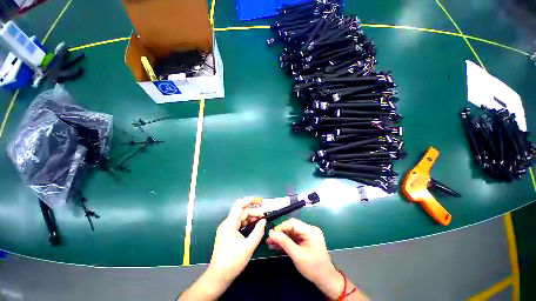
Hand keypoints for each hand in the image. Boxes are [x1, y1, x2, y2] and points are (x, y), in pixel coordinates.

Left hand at [208, 197, 266, 284]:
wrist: (219, 277)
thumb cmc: (232, 262)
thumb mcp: (248, 247)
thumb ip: (258, 232)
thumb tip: (264, 220)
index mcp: (229, 224)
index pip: (239, 205)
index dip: (250, 200)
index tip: (260, 201)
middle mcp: (228, 223)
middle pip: (242, 212)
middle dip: (254, 211)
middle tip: (265, 215)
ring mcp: (228, 228)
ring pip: (242, 217)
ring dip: (252, 217)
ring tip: (262, 220)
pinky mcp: (230, 234)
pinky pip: (240, 224)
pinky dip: (248, 223)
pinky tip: (256, 225)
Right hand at [266, 218, 343, 298]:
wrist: (325, 280)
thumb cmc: (313, 267)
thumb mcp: (297, 255)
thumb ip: (284, 242)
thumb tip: (271, 233)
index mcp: (310, 230)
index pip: (293, 223)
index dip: (281, 227)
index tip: (271, 233)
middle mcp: (309, 230)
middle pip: (291, 227)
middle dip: (280, 233)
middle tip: (269, 239)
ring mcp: (307, 235)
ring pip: (291, 233)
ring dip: (281, 238)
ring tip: (270, 243)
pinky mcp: (305, 241)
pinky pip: (293, 238)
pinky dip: (286, 242)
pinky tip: (277, 246)